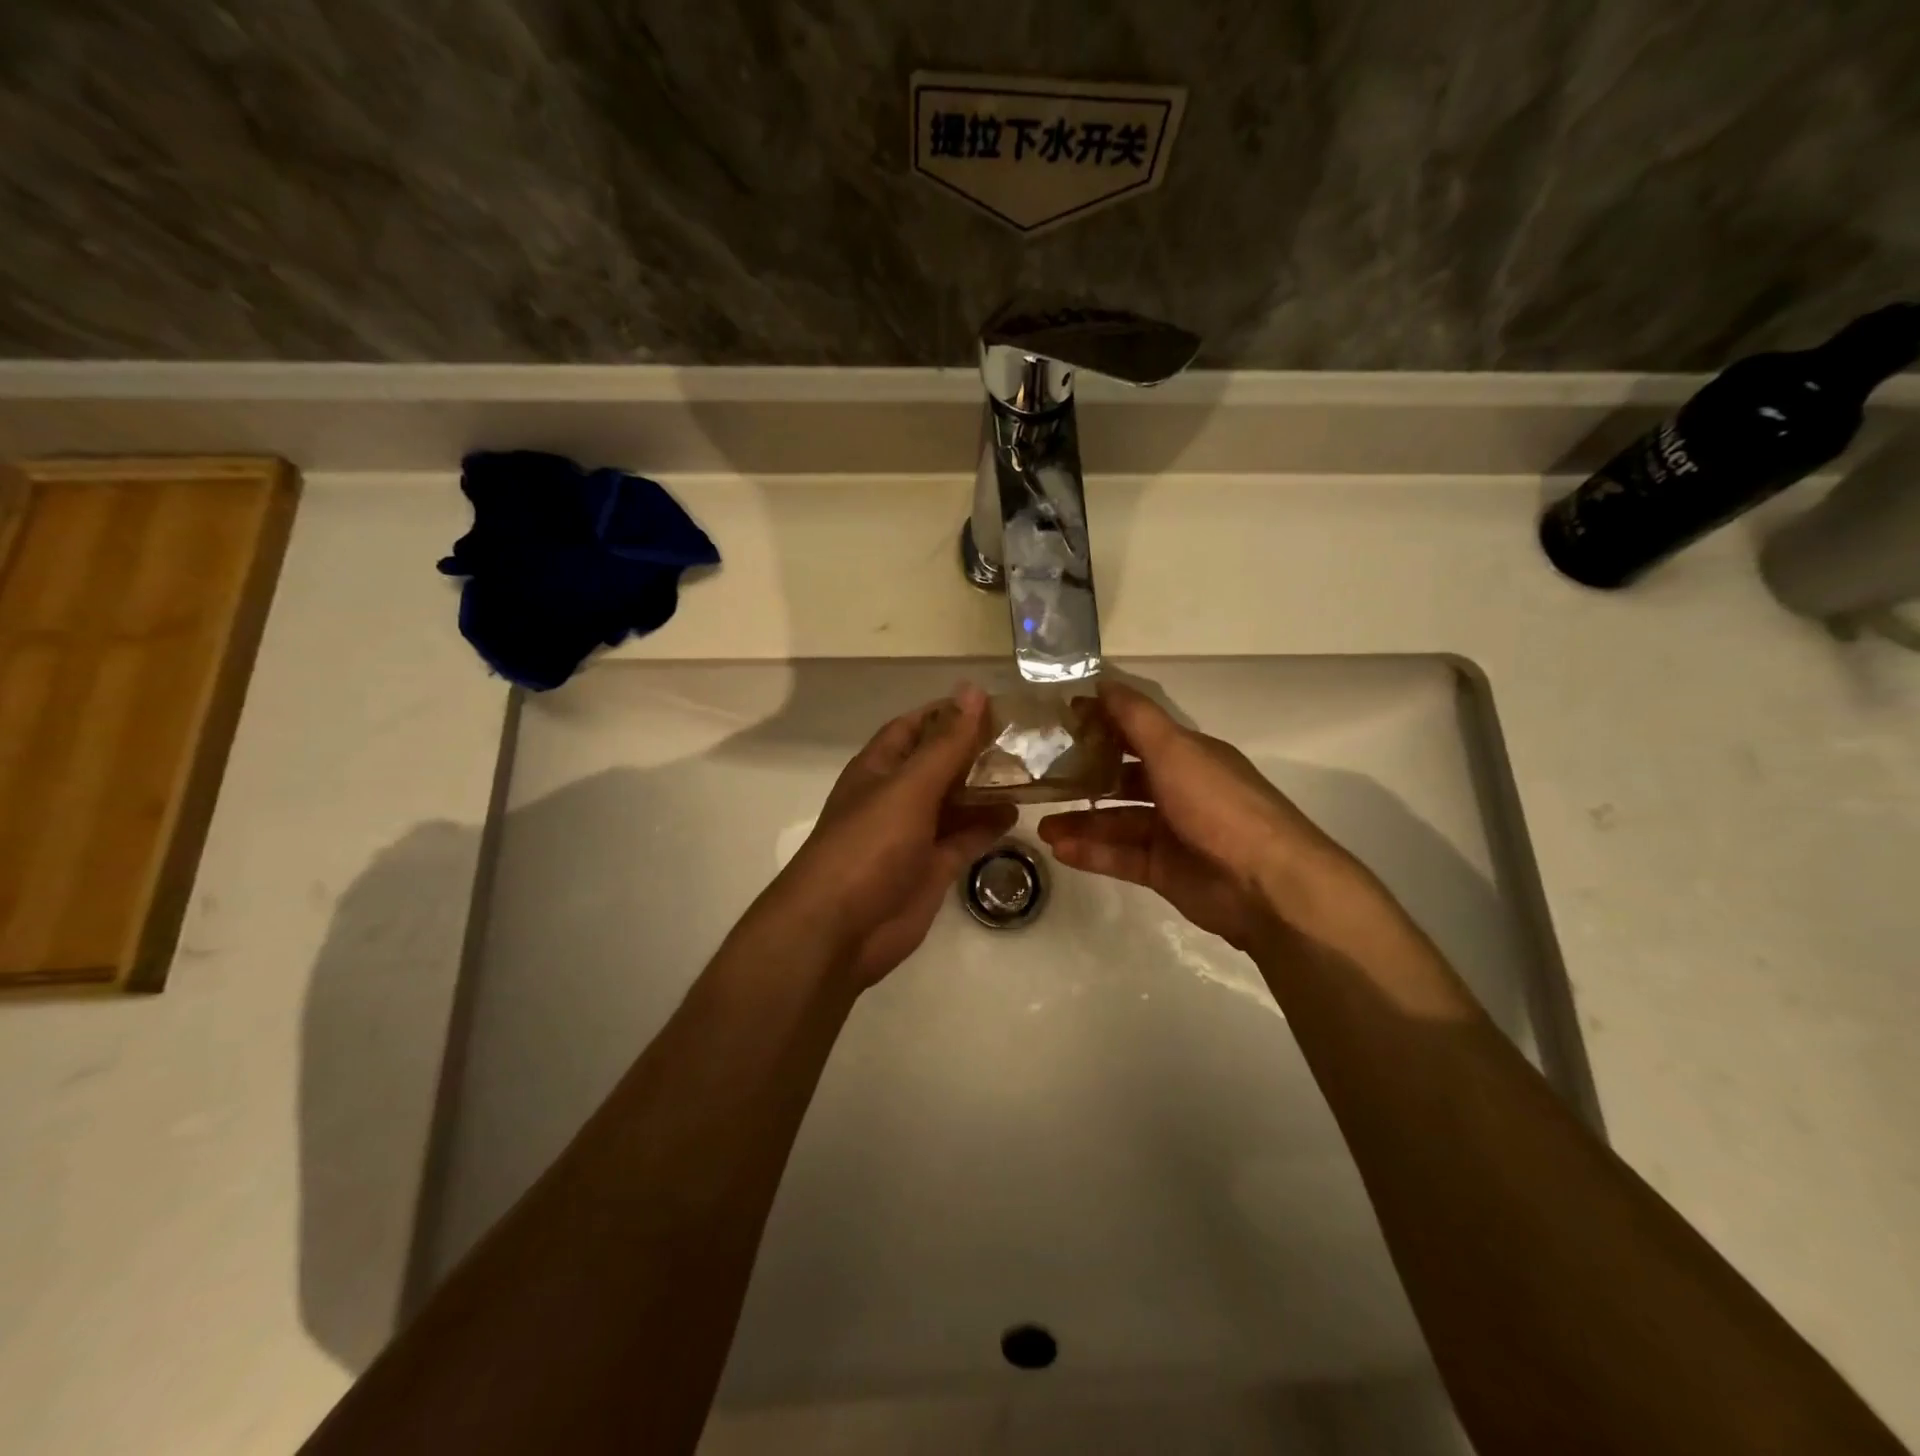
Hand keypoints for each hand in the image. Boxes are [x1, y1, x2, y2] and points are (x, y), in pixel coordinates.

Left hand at [757, 684, 1015, 989]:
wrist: (839, 930)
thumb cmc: (869, 846)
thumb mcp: (909, 787)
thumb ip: (945, 743)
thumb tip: (972, 690)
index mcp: (880, 768)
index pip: (917, 726)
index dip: (951, 712)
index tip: (996, 704)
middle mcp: (897, 796)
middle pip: (941, 763)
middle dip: (977, 750)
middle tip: (1027, 737)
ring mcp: (914, 834)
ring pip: (956, 801)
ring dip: (987, 787)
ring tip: (1032, 770)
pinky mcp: (932, 868)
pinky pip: (964, 839)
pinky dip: (988, 826)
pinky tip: (1018, 812)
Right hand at [1038, 680, 1363, 952]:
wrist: (1266, 884)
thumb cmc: (1218, 805)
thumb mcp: (1175, 751)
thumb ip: (1136, 718)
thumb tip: (1102, 681)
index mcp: (1187, 756)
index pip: (1137, 732)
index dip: (1101, 724)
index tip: (1058, 721)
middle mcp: (1179, 790)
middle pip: (1122, 779)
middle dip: (1083, 779)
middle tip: (1040, 780)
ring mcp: (1172, 833)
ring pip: (1116, 822)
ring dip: (1080, 821)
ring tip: (1041, 826)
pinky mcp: (1165, 871)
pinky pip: (1121, 857)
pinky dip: (1092, 853)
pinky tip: (1059, 850)